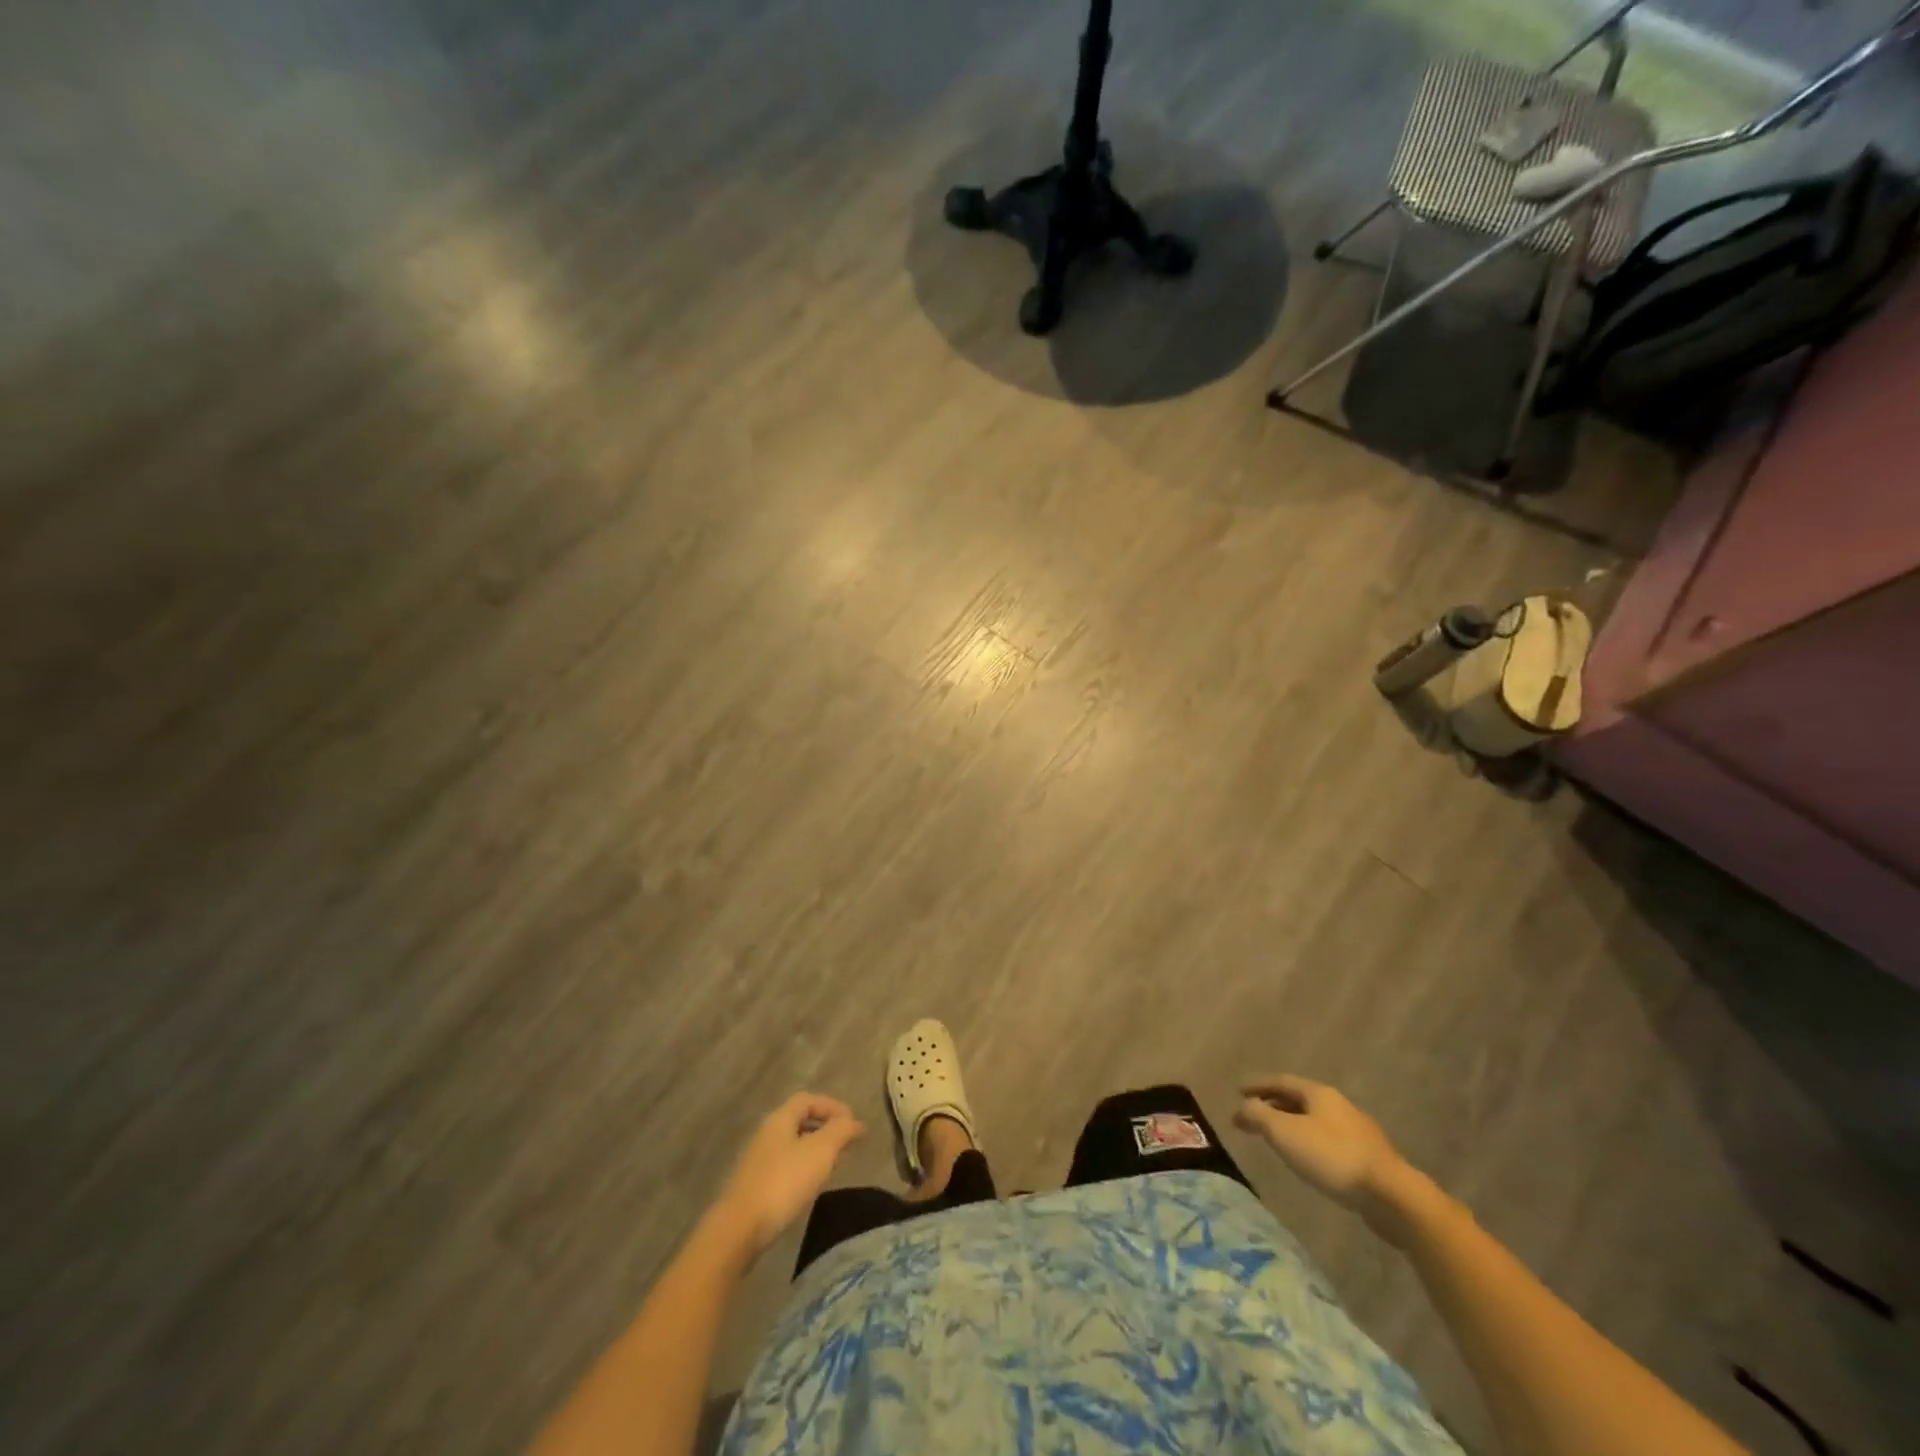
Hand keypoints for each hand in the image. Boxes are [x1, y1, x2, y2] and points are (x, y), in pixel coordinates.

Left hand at [715, 1093, 864, 1256]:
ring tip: (833, 1166)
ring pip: (792, 1145)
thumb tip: (855, 1122)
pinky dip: (803, 1168)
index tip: (852, 1123)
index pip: (808, 1100)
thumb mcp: (821, 1152)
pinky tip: (810, 1187)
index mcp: (780, 1119)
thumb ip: (840, 1131)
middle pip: (799, 1121)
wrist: (739, 1230)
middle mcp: (766, 1134)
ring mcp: (757, 1161)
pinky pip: (784, 1166)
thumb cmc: (783, 1183)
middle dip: (825, 1128)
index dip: (832, 1106)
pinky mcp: (754, 1186)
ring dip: (815, 1150)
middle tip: (845, 1144)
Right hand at [1235, 1075, 1415, 1234]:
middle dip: (1273, 1104)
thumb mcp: (1285, 1133)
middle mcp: (1338, 1105)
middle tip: (1252, 1114)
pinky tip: (1306, 1157)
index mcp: (1319, 1093)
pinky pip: (1328, 1139)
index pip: (1281, 1081)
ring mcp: (1356, 1131)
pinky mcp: (1367, 1157)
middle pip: (1298, 1099)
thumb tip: (1242, 1107)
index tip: (1237, 1090)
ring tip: (1275, 1136)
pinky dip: (1308, 1141)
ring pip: (1314, 1119)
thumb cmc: (1332, 1157)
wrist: (1391, 1196)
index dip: (1257, 1084)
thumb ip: (1259, 1115)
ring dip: (1291, 1123)